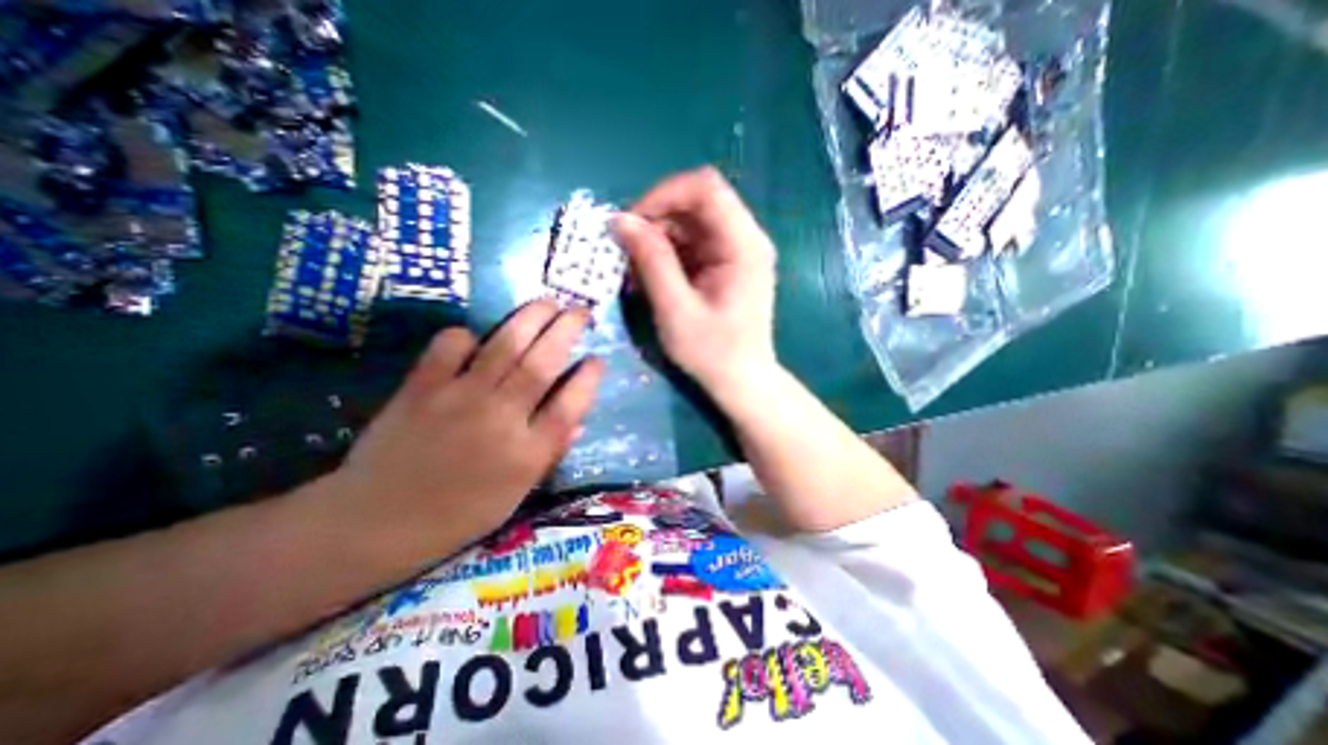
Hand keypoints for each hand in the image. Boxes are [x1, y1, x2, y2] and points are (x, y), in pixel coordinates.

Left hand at [328, 300, 604, 550]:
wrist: (375, 523)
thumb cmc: (458, 514)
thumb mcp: (517, 493)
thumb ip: (550, 453)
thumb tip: (579, 423)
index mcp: (528, 452)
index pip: (570, 405)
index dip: (589, 378)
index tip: (598, 359)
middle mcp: (501, 418)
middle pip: (542, 364)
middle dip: (567, 331)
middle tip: (581, 311)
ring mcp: (460, 398)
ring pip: (505, 346)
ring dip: (532, 319)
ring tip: (548, 302)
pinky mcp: (422, 388)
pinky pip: (450, 347)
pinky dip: (466, 335)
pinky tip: (475, 336)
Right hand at [610, 167, 781, 399]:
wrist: (742, 381)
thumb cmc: (713, 353)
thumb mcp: (676, 310)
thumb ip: (651, 262)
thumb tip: (620, 220)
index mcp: (743, 245)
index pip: (705, 188)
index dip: (663, 195)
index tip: (631, 222)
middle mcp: (744, 239)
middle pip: (695, 203)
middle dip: (655, 220)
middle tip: (627, 252)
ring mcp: (735, 251)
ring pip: (689, 223)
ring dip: (657, 240)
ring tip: (636, 273)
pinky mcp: (725, 265)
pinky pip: (690, 244)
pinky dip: (666, 255)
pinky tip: (651, 279)